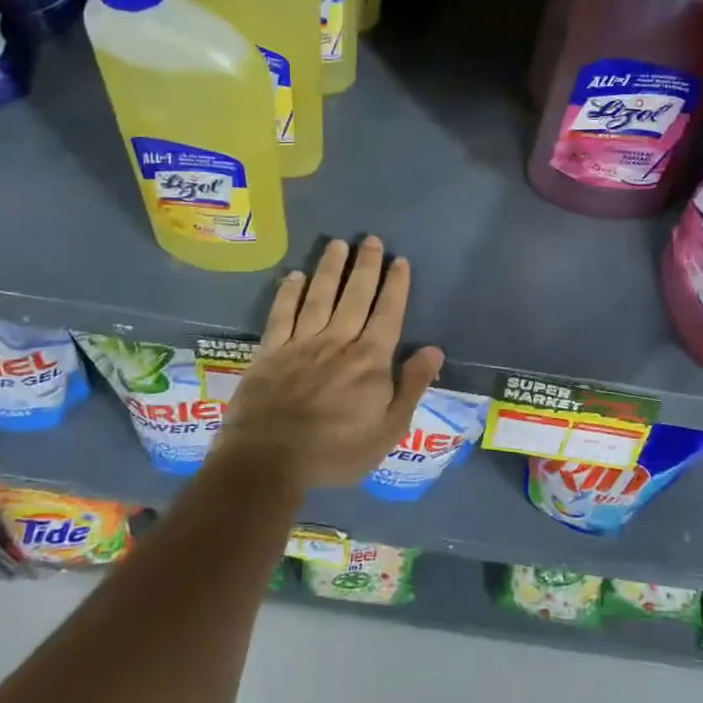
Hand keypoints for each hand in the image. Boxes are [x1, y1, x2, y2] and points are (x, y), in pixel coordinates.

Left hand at [215, 236, 444, 494]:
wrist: (268, 462)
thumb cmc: (335, 452)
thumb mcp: (387, 430)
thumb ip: (411, 387)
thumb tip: (434, 350)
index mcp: (369, 360)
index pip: (388, 313)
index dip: (395, 286)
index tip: (400, 261)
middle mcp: (337, 341)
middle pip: (355, 296)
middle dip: (366, 266)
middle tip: (372, 240)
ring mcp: (301, 343)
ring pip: (319, 296)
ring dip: (330, 268)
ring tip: (338, 244)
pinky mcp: (270, 351)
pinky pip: (281, 314)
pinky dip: (288, 293)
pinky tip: (294, 275)